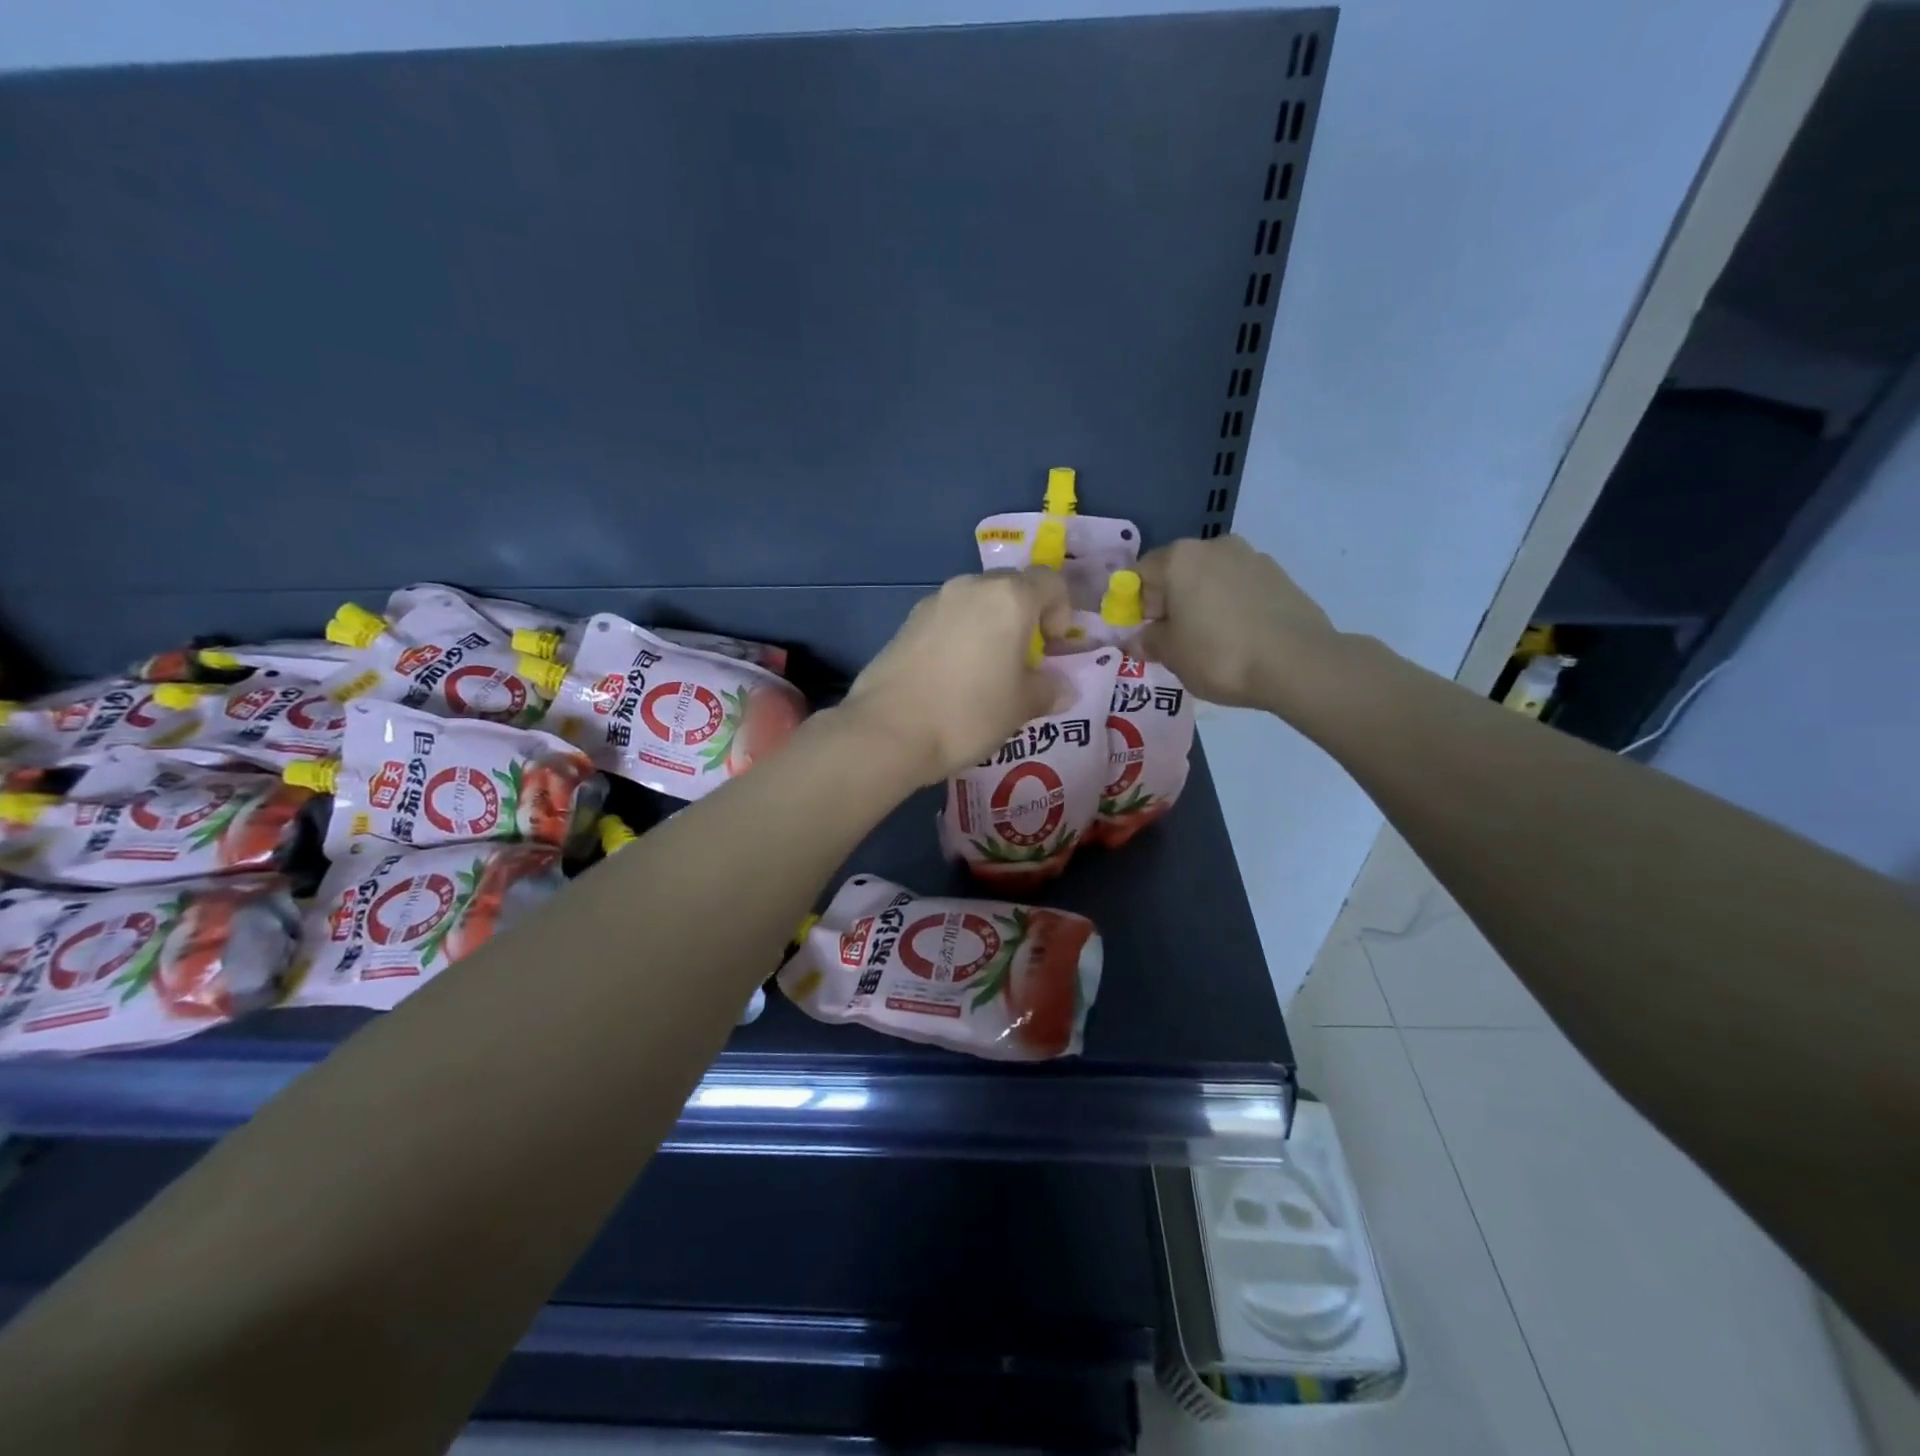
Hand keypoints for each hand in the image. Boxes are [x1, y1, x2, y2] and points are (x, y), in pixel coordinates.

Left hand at [840, 570, 1071, 785]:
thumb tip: (1063, 688)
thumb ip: (1049, 690)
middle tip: (1023, 662)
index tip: (1052, 650)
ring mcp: (934, 602)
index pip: (1051, 583)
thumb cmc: (968, 713)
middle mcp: (971, 587)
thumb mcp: (1021, 706)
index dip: (1062, 613)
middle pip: (1012, 589)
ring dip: (990, 628)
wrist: (888, 730)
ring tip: (987, 673)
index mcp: (1008, 597)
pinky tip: (953, 678)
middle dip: (1025, 619)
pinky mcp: (906, 622)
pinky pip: (948, 620)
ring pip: (976, 604)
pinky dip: (960, 638)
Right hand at [1135, 535, 1339, 709]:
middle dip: (1169, 602)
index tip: (1143, 633)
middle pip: (1177, 572)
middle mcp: (1214, 546)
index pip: (1139, 574)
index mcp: (1179, 558)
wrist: (1298, 663)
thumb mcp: (1171, 655)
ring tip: (1209, 640)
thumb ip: (1149, 641)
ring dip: (1201, 602)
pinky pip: (1240, 588)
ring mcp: (1252, 557)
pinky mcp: (1280, 575)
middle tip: (1173, 639)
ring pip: (1211, 579)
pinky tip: (1238, 637)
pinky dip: (1231, 606)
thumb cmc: (1219, 655)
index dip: (1134, 605)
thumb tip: (1139, 639)